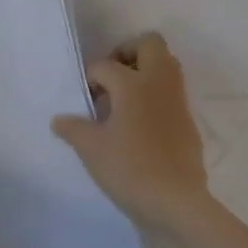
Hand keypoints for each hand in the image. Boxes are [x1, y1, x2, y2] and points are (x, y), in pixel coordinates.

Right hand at [52, 33, 211, 232]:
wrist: (177, 203)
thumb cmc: (130, 169)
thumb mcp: (92, 150)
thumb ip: (73, 129)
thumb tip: (58, 119)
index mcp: (133, 83)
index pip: (105, 66)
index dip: (90, 77)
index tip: (84, 98)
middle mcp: (158, 83)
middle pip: (150, 44)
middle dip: (128, 52)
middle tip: (111, 77)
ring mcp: (177, 100)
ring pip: (166, 65)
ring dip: (145, 71)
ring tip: (124, 99)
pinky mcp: (188, 121)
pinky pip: (172, 92)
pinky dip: (156, 96)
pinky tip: (140, 124)